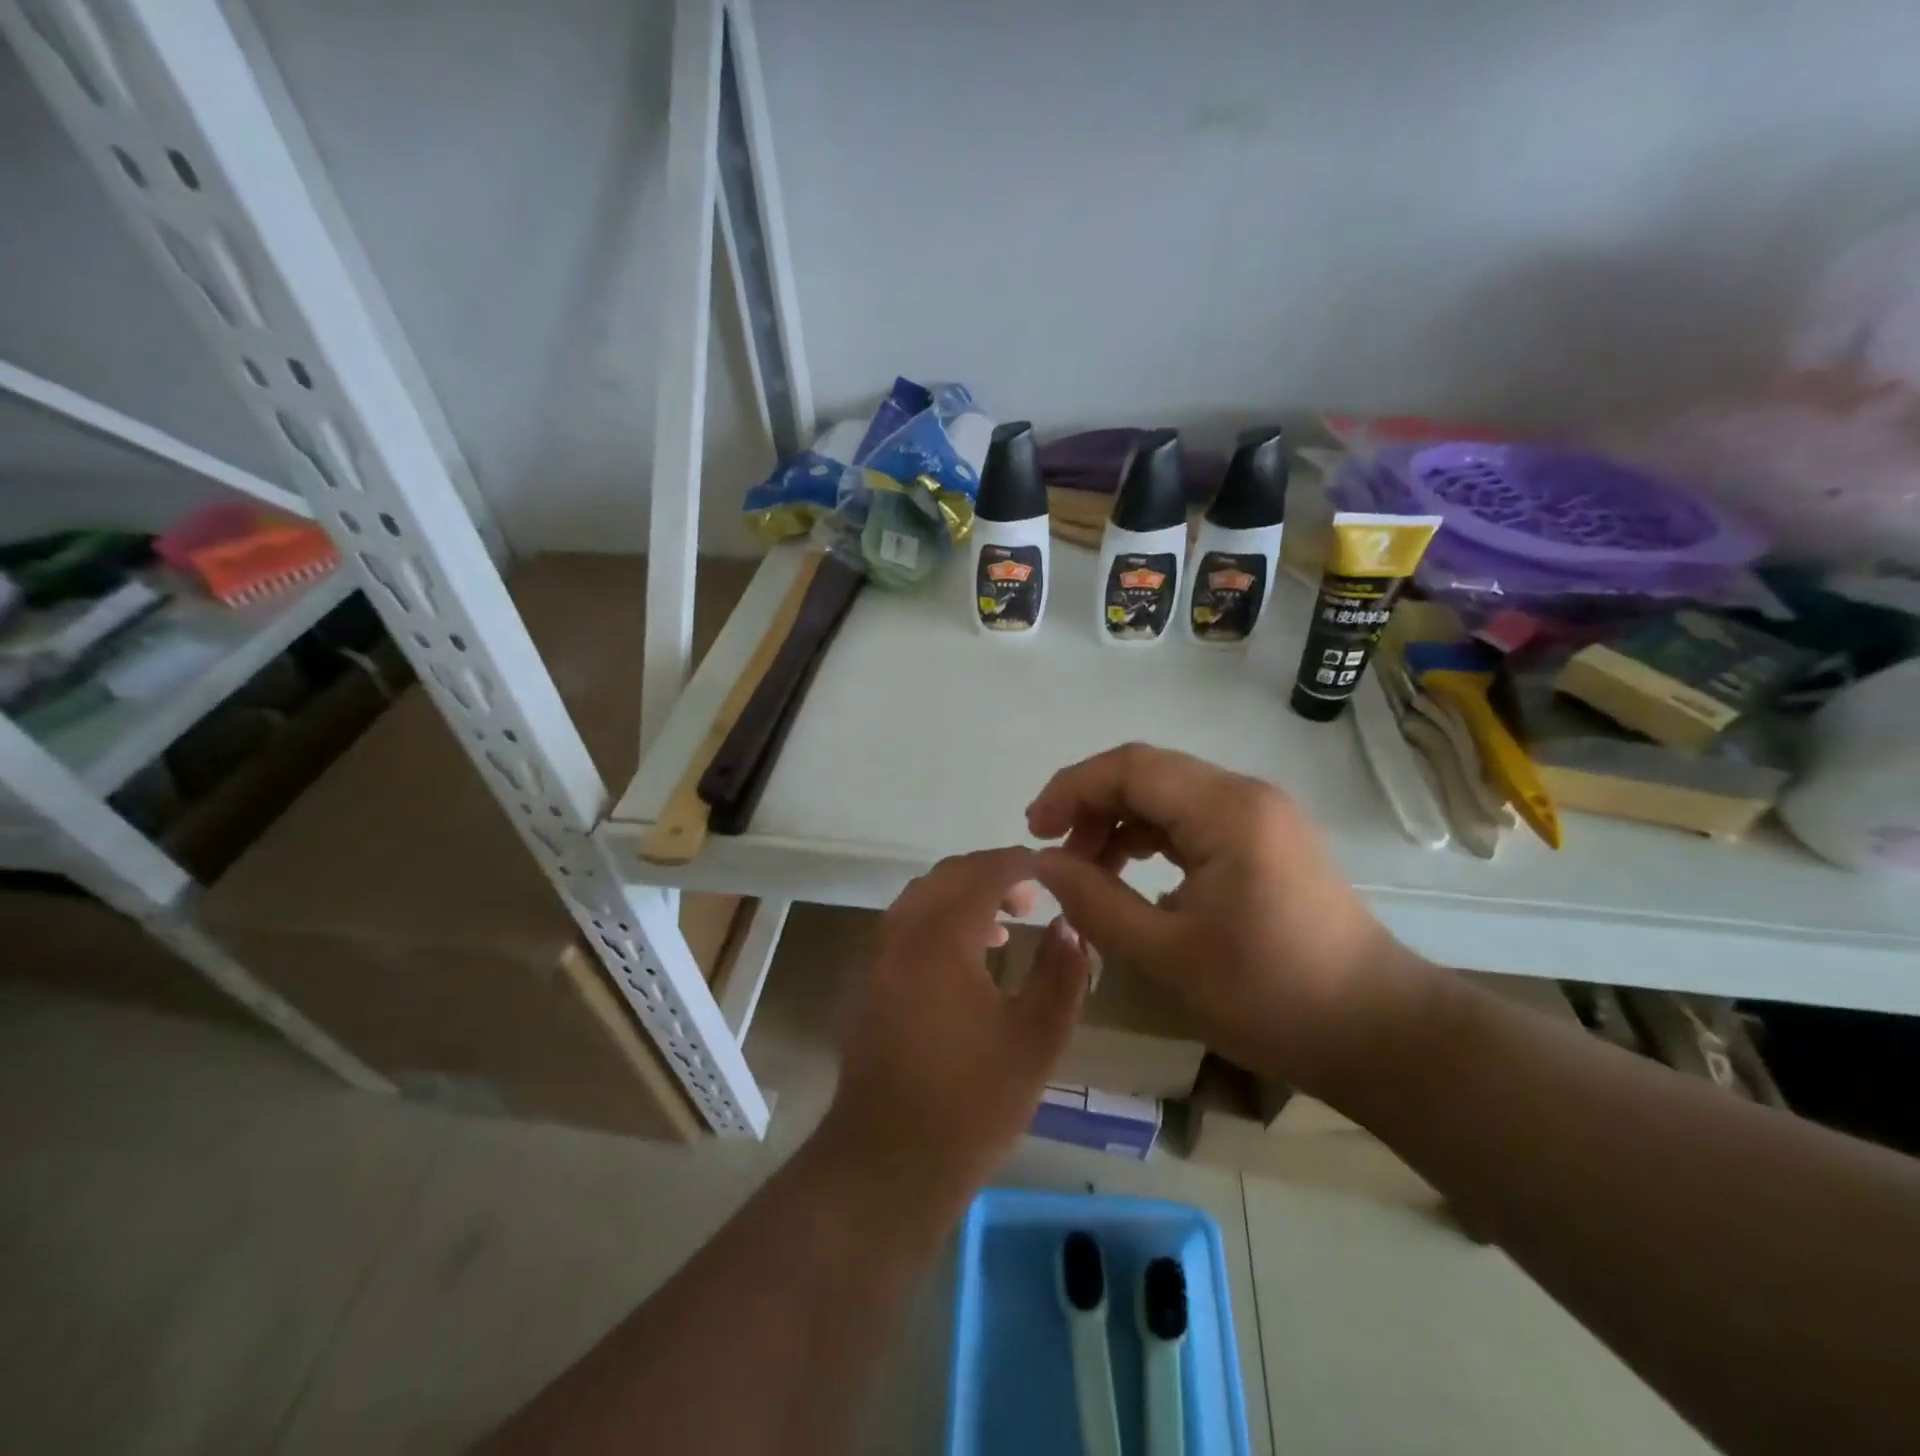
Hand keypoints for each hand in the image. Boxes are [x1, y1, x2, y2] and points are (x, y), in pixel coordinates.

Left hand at [823, 847, 1091, 1220]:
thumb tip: (1069, 927)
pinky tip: (967, 959)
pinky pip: (906, 925)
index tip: (1053, 871)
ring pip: (922, 898)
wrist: (888, 1161)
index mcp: (941, 937)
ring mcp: (877, 956)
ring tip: (1005, 925)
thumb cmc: (972, 1102)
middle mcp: (902, 932)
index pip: (983, 872)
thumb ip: (1060, 973)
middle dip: (991, 875)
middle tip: (1032, 898)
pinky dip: (938, 920)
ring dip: (963, 897)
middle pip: (948, 876)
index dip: (1021, 864)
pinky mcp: (868, 982)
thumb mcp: (1036, 1038)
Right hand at [1027, 743, 1440, 1099]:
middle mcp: (1246, 796)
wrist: (1378, 1032)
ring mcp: (1262, 816)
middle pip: (1148, 774)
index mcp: (1226, 811)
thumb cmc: (1271, 997)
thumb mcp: (1166, 956)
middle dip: (1091, 806)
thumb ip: (1096, 902)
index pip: (1129, 767)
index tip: (1034, 833)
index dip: (1071, 789)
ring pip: (1168, 795)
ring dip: (1120, 823)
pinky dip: (1152, 839)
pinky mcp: (1267, 840)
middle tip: (1058, 858)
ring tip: (1089, 872)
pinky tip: (1133, 877)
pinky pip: (1193, 820)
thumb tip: (1045, 863)